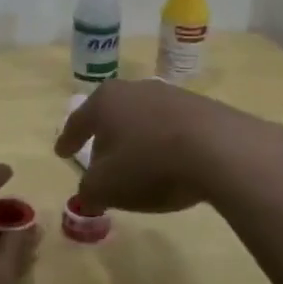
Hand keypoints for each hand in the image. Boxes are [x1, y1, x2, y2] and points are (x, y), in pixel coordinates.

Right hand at [54, 79, 257, 214]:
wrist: (220, 149)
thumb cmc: (150, 164)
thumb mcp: (107, 187)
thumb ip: (89, 191)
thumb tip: (88, 193)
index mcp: (105, 101)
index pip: (78, 121)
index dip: (68, 140)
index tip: (62, 153)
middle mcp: (136, 89)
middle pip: (112, 115)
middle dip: (105, 138)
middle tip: (100, 159)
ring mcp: (171, 95)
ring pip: (143, 119)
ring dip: (138, 140)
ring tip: (139, 165)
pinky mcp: (203, 107)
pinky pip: (172, 127)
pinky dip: (165, 144)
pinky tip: (171, 164)